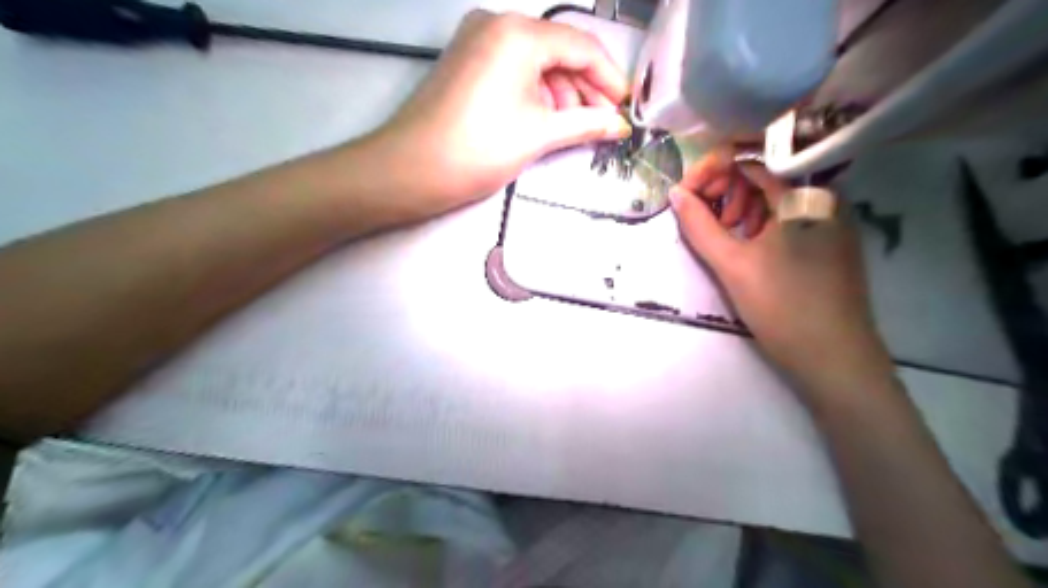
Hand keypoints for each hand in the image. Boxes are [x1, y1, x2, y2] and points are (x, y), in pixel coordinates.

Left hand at [367, 8, 630, 210]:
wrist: (411, 170)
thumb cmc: (479, 148)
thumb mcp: (539, 134)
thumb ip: (586, 123)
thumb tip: (620, 126)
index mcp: (518, 33)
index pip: (581, 47)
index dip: (609, 79)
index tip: (626, 108)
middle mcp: (496, 24)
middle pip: (558, 52)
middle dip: (585, 89)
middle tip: (602, 124)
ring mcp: (477, 40)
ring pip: (535, 62)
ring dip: (560, 93)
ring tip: (573, 128)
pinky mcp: (466, 61)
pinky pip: (513, 69)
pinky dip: (534, 93)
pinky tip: (545, 119)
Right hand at [671, 148, 891, 392]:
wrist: (834, 358)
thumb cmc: (781, 306)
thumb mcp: (731, 264)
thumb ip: (699, 225)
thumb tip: (676, 193)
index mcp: (803, 195)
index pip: (749, 161)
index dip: (711, 172)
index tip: (686, 195)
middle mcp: (823, 196)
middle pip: (763, 175)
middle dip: (725, 191)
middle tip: (705, 220)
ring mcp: (831, 218)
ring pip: (775, 197)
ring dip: (741, 208)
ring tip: (727, 236)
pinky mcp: (831, 239)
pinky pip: (789, 216)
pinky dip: (761, 223)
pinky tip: (750, 246)